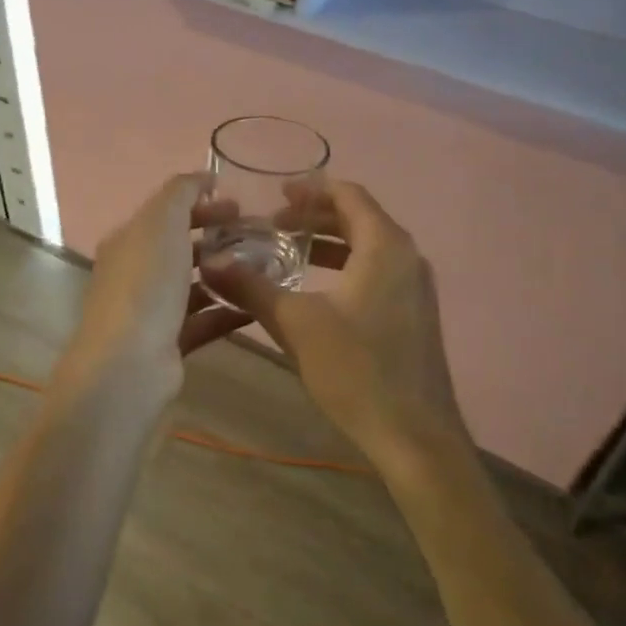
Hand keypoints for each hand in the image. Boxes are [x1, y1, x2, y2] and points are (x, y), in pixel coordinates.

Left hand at [51, 174, 251, 410]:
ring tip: (265, 268)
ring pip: (194, 285)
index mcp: (129, 241)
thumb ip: (180, 192)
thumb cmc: (145, 284)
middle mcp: (136, 273)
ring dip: (226, 274)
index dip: (201, 203)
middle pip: (180, 247)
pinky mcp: (169, 344)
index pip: (166, 213)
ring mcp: (151, 311)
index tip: (239, 205)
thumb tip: (202, 176)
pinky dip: (229, 311)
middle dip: (217, 238)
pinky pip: (204, 320)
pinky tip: (259, 305)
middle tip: (258, 236)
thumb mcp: (161, 222)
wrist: (128, 364)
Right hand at [201, 179, 466, 474]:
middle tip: (273, 224)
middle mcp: (407, 258)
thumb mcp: (296, 324)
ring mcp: (415, 288)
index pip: (349, 195)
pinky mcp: (414, 315)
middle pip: (359, 218)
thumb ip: (252, 287)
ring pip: (368, 247)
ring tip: (287, 252)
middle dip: (315, 217)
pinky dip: (345, 267)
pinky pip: (377, 272)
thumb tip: (210, 263)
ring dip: (328, 244)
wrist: (415, 436)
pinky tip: (316, 291)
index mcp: (385, 246)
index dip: (312, 189)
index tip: (277, 193)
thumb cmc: (357, 369)